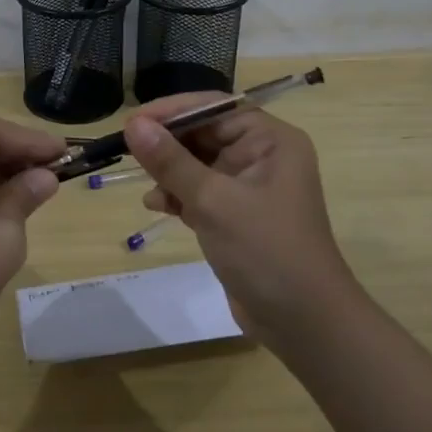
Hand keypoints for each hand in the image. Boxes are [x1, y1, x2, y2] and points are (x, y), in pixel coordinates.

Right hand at [122, 97, 358, 343]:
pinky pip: (201, 191)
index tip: (132, 122)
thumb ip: (171, 161)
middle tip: (127, 152)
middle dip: (168, 144)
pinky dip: (179, 195)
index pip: (215, 107)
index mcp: (270, 140)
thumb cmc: (266, 251)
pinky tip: (158, 206)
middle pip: (205, 134)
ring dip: (170, 172)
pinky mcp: (237, 215)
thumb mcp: (213, 202)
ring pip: (198, 163)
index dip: (173, 111)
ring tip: (147, 187)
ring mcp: (250, 187)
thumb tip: (133, 124)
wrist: (304, 324)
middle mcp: (263, 155)